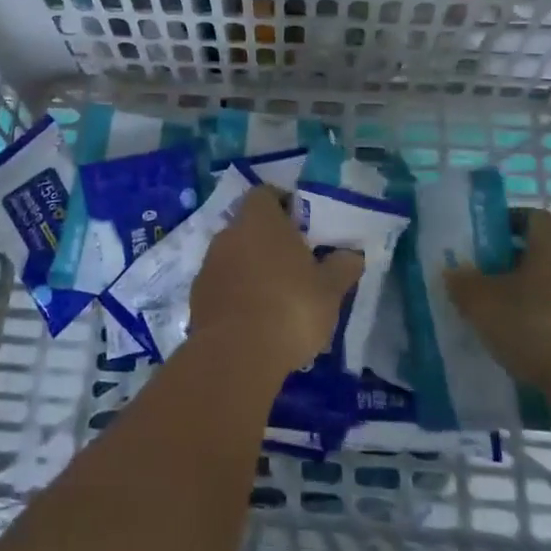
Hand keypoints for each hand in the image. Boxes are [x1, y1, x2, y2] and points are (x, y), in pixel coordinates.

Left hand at [189, 185, 361, 377]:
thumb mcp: (330, 290)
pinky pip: (222, 285)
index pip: (265, 194)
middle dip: (269, 241)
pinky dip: (237, 294)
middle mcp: (229, 233)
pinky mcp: (198, 296)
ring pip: (235, 256)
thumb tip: (352, 254)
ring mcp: (209, 265)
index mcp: (260, 220)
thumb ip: (342, 267)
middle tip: (295, 264)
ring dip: (252, 269)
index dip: (282, 205)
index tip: (301, 226)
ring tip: (277, 297)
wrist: (236, 355)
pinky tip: (255, 319)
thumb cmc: (290, 308)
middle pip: (249, 226)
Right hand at [444, 208, 550, 422]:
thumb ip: (463, 283)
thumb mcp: (482, 303)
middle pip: (543, 255)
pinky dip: (547, 329)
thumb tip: (454, 272)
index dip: (507, 223)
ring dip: (530, 300)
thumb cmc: (537, 327)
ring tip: (501, 320)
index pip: (532, 217)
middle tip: (484, 282)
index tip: (484, 241)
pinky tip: (525, 349)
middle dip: (513, 265)